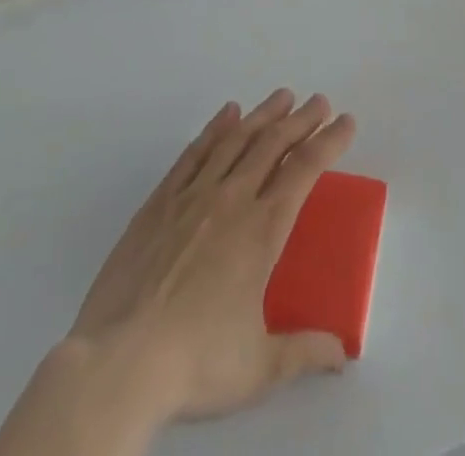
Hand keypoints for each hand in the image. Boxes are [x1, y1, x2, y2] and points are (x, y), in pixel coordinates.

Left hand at [70, 90, 356, 422]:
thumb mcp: (258, 368)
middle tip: (319, 101)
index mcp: (262, 229)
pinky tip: (227, 114)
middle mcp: (232, 199)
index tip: (346, 122)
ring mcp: (193, 195)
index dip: (329, 141)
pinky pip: (194, 153)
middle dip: (301, 119)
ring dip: (263, 114)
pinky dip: (214, 128)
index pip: (305, 169)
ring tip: (281, 97)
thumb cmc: (195, 362)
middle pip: (273, 143)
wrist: (118, 362)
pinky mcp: (160, 202)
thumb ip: (304, 352)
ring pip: (236, 139)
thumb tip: (341, 352)